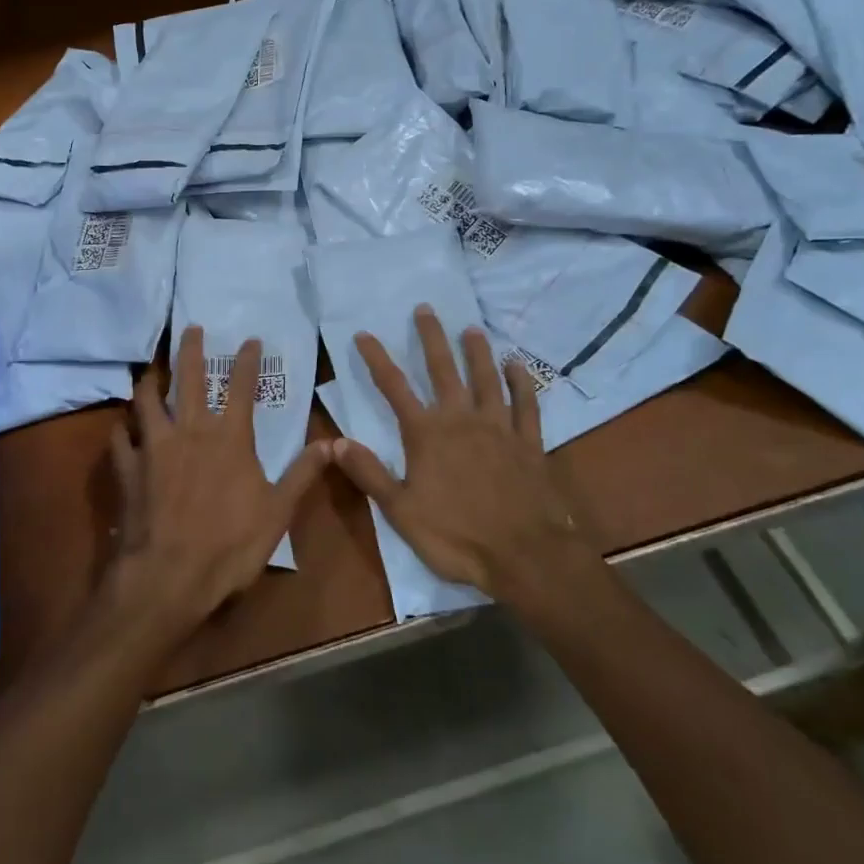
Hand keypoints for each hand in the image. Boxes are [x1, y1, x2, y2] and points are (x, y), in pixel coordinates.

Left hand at [105, 327, 329, 639]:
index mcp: (229, 438)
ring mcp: (154, 447)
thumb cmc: (229, 545)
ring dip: (150, 381)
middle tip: (190, 328)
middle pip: (187, 379)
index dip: (246, 361)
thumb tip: (332, 443)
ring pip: (147, 400)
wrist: (168, 576)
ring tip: (150, 369)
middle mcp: (189, 431)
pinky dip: (123, 429)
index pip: (241, 388)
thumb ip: (302, 474)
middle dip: (190, 350)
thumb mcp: (278, 512)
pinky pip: (121, 438)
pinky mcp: (127, 467)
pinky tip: (123, 427)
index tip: (249, 339)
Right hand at [333, 306, 591, 601]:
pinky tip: (517, 366)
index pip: (394, 387)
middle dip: (431, 338)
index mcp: (426, 434)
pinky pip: (526, 404)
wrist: (524, 555)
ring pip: (486, 379)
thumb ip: (369, 473)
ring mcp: (499, 427)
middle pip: (444, 370)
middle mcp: (461, 419)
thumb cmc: (456, 536)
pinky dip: (521, 383)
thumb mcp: (400, 511)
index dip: (376, 359)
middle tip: (426, 309)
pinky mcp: (529, 442)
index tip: (364, 334)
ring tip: (471, 329)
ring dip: (477, 352)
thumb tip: (334, 442)